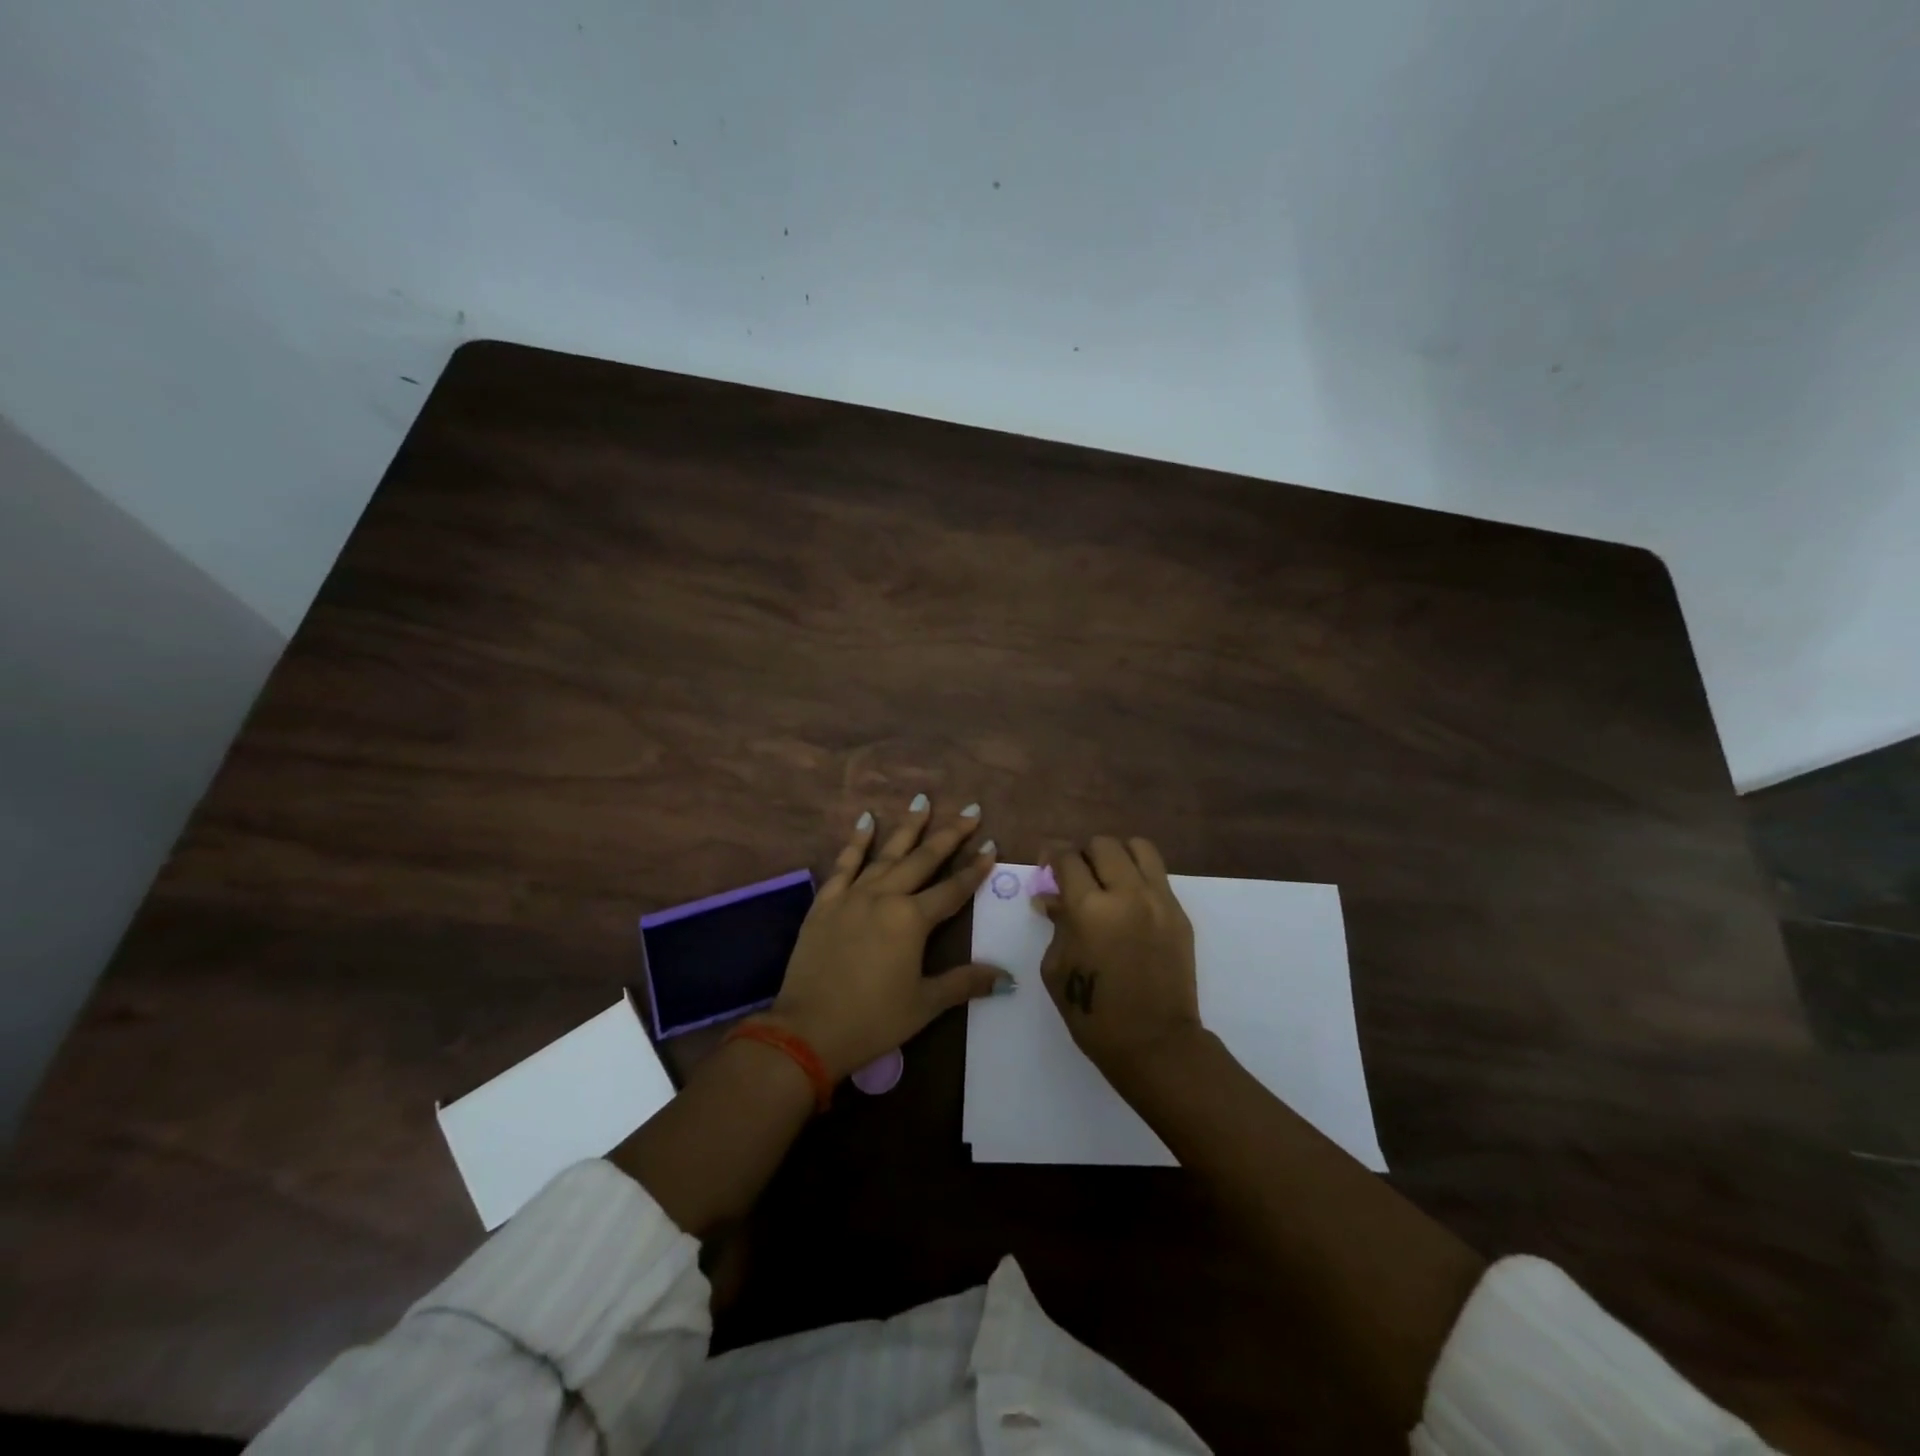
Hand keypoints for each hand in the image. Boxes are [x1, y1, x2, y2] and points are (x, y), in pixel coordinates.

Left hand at [764, 797, 1009, 1081]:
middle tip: (969, 810)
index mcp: (912, 920)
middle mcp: (884, 897)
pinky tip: (866, 820)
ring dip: (907, 827)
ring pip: (886, 853)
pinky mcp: (825, 903)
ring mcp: (852, 896)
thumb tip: (1006, 977)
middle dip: (949, 834)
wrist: (807, 1030)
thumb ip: (965, 983)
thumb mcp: (925, 1004)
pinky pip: (844, 864)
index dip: (975, 868)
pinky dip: (856, 841)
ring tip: (922, 800)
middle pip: (923, 859)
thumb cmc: (872, 1020)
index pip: (952, 889)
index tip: (991, 843)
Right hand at [1037, 836, 1203, 1080]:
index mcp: (1089, 909)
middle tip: (1077, 876)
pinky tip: (1129, 902)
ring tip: (1108, 878)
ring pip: (1138, 847)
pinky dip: (1138, 876)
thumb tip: (1050, 897)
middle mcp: (1127, 894)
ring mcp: (1159, 901)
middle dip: (1084, 854)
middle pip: (1103, 844)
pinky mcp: (1180, 913)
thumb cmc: (1094, 1013)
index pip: (1068, 858)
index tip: (1047, 862)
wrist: (1155, 1044)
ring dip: (1117, 856)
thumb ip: (1056, 924)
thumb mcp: (1057, 969)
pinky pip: (1157, 875)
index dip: (1052, 854)